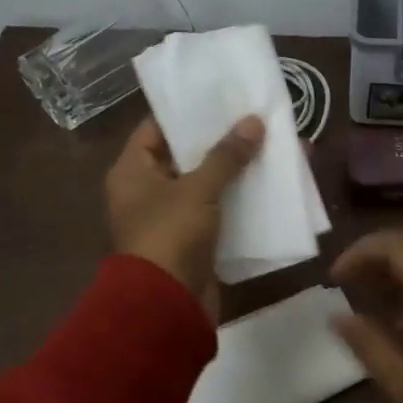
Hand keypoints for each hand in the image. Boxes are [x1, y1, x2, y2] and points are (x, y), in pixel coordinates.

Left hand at [106, 114, 263, 320]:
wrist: (167, 305)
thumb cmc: (170, 236)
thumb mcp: (197, 189)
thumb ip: (226, 155)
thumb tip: (254, 121)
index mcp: (132, 172)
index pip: (155, 128)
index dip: (186, 112)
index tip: (220, 96)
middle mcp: (147, 191)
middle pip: (185, 156)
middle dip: (220, 140)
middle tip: (253, 118)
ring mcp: (171, 218)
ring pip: (206, 184)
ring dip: (235, 171)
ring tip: (269, 146)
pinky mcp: (194, 241)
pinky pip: (218, 211)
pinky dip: (238, 200)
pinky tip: (269, 185)